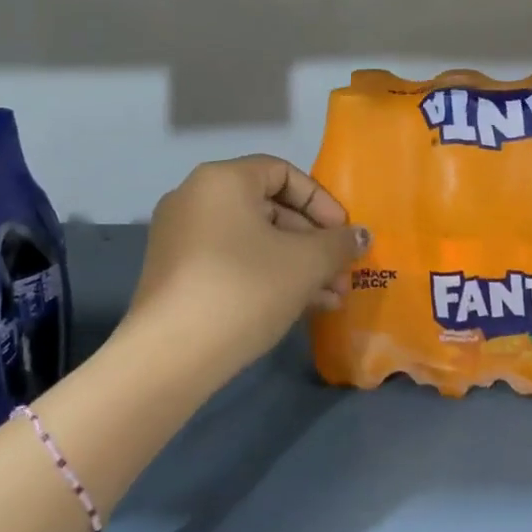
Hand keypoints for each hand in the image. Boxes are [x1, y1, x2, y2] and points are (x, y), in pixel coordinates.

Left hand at [124, 156, 368, 375]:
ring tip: (332, 298)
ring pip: (254, 241)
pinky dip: (267, 276)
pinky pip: (232, 262)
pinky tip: (301, 308)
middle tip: (342, 273)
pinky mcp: (176, 274)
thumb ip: (338, 243)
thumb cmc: (244, 289)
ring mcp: (181, 237)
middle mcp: (195, 198)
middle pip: (270, 209)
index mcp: (223, 180)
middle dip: (313, 242)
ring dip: (297, 265)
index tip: (343, 234)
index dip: (321, 201)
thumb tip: (361, 236)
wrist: (169, 357)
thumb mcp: (305, 263)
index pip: (284, 173)